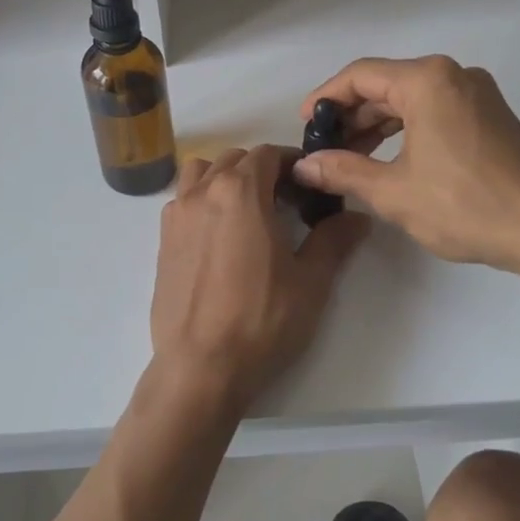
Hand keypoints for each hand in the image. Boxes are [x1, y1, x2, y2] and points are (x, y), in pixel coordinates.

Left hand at [150, 145, 369, 410]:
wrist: (200, 366)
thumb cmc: (260, 320)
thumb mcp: (310, 281)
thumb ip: (334, 240)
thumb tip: (357, 217)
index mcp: (241, 191)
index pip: (269, 154)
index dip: (293, 164)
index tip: (309, 188)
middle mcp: (204, 191)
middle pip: (235, 159)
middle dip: (263, 171)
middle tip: (287, 203)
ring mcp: (177, 214)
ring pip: (202, 173)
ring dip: (226, 178)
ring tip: (247, 212)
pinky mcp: (162, 239)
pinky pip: (183, 200)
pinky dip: (203, 200)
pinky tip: (219, 236)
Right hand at [290, 56, 519, 276]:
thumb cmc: (464, 205)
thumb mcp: (393, 191)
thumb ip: (342, 171)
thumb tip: (303, 166)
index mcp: (427, 80)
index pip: (360, 75)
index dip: (326, 97)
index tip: (305, 125)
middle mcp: (453, 75)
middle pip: (386, 84)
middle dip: (351, 115)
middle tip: (324, 147)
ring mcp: (476, 93)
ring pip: (411, 98)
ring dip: (377, 124)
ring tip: (350, 156)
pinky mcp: (489, 115)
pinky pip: (435, 110)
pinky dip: (407, 129)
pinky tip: (389, 157)